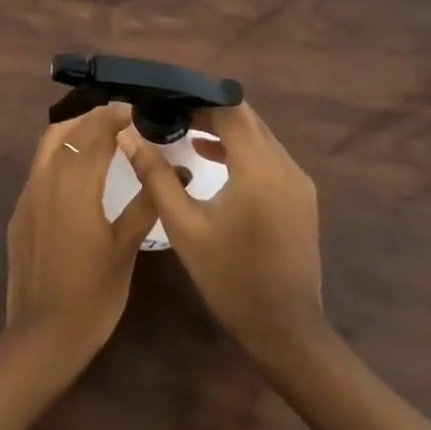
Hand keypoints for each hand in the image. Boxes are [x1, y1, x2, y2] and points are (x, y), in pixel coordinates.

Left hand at [6, 102, 157, 365]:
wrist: (42, 335)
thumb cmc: (93, 295)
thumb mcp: (126, 249)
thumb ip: (146, 203)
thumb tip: (174, 169)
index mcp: (75, 182)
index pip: (95, 131)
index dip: (116, 115)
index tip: (138, 110)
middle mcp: (46, 177)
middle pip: (69, 130)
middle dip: (95, 118)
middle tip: (124, 119)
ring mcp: (28, 193)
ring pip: (48, 143)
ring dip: (74, 130)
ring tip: (102, 135)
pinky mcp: (19, 211)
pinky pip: (40, 166)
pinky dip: (60, 153)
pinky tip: (79, 171)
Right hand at [118, 101, 323, 360]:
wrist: (286, 331)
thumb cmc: (229, 278)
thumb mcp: (184, 226)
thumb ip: (155, 175)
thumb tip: (128, 135)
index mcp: (258, 168)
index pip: (229, 109)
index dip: (197, 99)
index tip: (165, 100)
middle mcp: (285, 165)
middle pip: (246, 117)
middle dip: (208, 110)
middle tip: (168, 113)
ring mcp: (298, 180)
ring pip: (258, 135)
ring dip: (224, 128)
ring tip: (182, 131)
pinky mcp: (301, 196)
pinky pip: (268, 155)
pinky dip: (240, 148)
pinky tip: (209, 157)